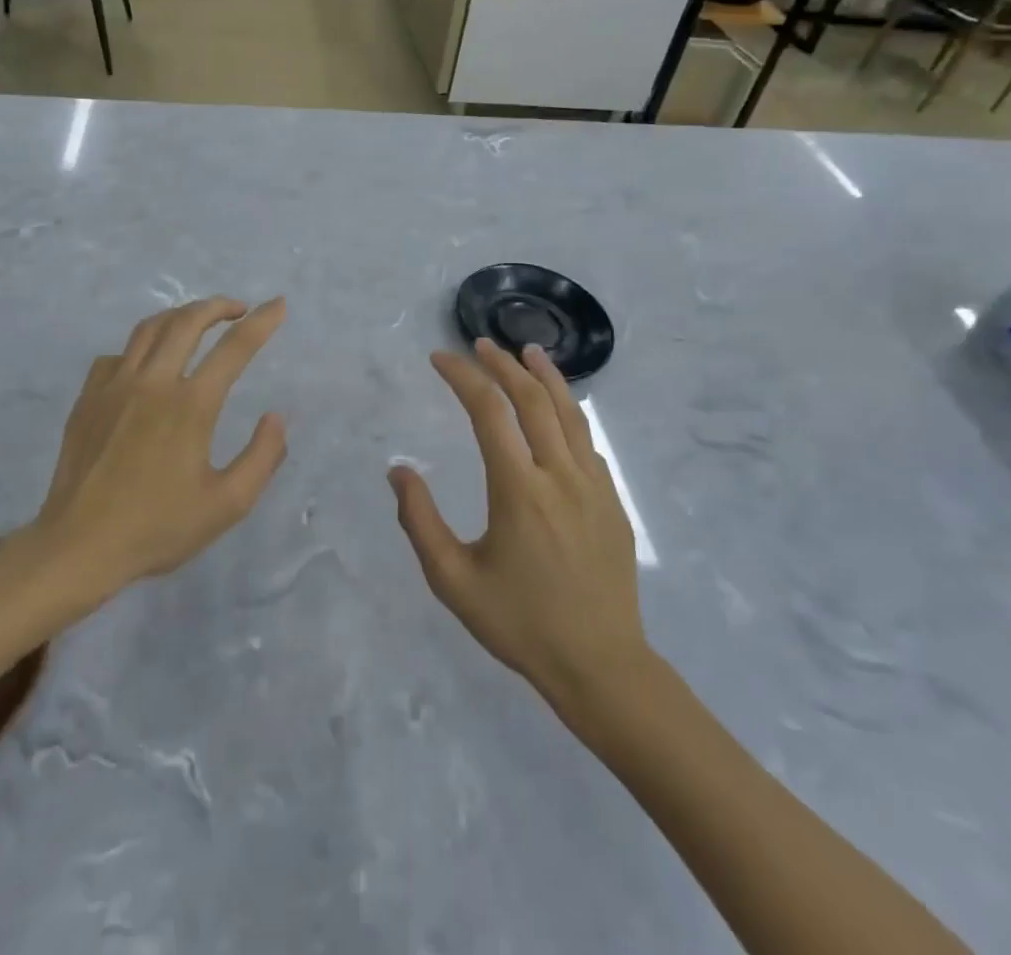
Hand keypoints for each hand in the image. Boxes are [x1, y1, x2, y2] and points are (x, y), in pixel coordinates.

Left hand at [27, 297, 287, 597]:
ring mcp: (114, 386)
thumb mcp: (227, 504)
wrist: (78, 547)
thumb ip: (262, 457)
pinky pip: (117, 355)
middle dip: (218, 306)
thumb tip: (276, 417)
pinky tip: (148, 364)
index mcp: (191, 405)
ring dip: (180, 315)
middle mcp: (153, 383)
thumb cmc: (157, 528)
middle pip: (188, 321)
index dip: (262, 321)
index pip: (235, 347)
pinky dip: (141, 348)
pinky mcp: (88, 398)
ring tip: (198, 321)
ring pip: (150, 329)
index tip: (278, 304)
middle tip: (239, 309)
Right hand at [390, 339, 648, 713]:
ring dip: (545, 375)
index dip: (463, 376)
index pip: (488, 411)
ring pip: (569, 412)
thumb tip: (398, 471)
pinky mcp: (612, 500)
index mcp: (519, 490)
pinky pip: (586, 441)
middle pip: (532, 399)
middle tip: (480, 345)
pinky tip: (557, 412)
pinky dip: (567, 412)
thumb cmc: (521, 624)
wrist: (602, 666)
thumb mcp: (454, 581)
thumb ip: (420, 522)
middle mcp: (559, 475)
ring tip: (527, 351)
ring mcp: (593, 485)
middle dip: (502, 364)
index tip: (440, 359)